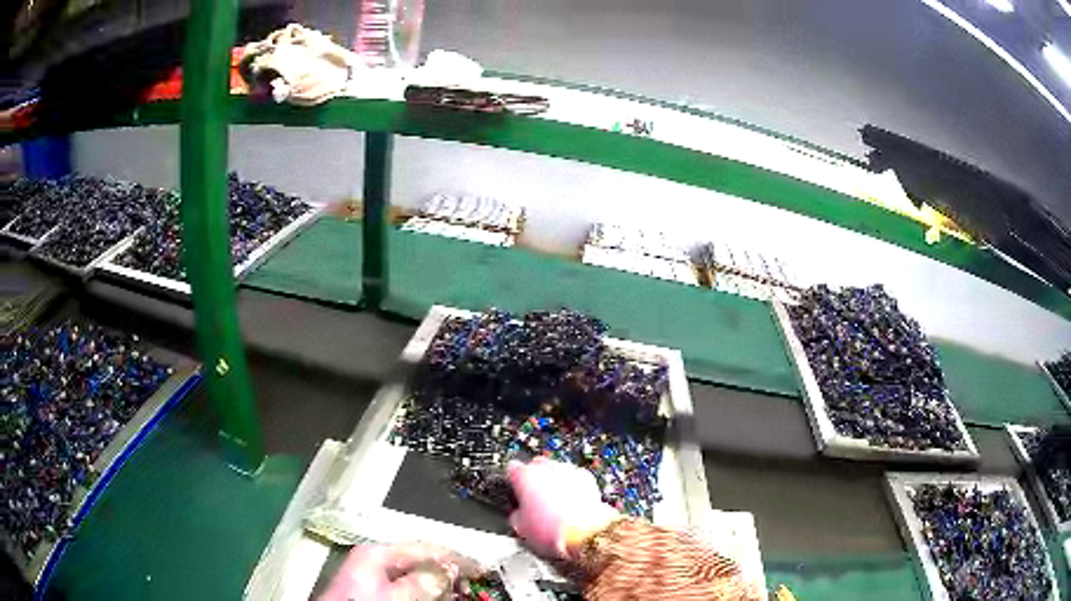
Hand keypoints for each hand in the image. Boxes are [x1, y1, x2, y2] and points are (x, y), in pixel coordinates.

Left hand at [319, 542, 483, 600]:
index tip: (480, 565)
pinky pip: (409, 585)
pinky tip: (440, 596)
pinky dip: (428, 591)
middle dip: (449, 570)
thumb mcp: (392, 594)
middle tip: (474, 580)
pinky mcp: (377, 589)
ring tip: (462, 590)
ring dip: (441, 582)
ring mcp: (376, 575)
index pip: (425, 547)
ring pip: (418, 574)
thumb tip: (448, 571)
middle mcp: (376, 559)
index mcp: (376, 552)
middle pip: (422, 560)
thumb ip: (420, 583)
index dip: (455, 556)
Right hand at [507, 458, 620, 558]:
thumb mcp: (520, 527)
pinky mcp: (586, 477)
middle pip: (536, 465)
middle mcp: (546, 468)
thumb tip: (519, 513)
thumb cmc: (550, 530)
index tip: (516, 491)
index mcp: (524, 477)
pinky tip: (573, 502)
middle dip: (535, 479)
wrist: (583, 533)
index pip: (512, 468)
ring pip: (556, 470)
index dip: (513, 480)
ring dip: (554, 481)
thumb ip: (515, 513)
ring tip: (557, 504)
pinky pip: (575, 477)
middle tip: (536, 499)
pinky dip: (572, 486)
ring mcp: (568, 470)